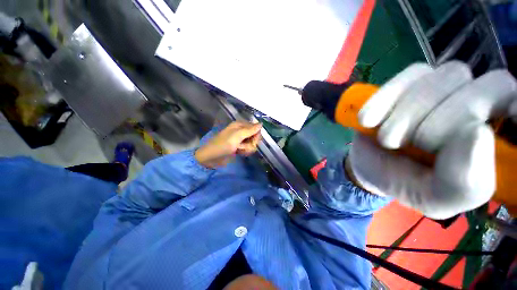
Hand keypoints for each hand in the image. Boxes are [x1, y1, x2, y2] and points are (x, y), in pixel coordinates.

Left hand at [195, 121, 261, 168]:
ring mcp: (241, 140)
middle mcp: (242, 131)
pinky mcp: (240, 148)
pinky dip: (245, 152)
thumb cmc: (223, 144)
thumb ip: (250, 130)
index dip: (256, 135)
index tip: (253, 141)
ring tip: (238, 150)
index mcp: (240, 125)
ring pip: (252, 144)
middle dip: (251, 143)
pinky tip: (239, 153)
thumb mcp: (237, 135)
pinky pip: (248, 149)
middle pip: (255, 137)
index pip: (256, 128)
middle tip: (242, 146)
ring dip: (247, 149)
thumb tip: (261, 124)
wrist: (211, 158)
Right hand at [349, 61, 516, 218]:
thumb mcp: (436, 198)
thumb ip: (464, 184)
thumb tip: (477, 133)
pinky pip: (407, 76)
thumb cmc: (407, 184)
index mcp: (496, 137)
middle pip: (490, 86)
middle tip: (412, 146)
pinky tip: (369, 120)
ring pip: (446, 77)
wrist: (369, 167)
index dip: (514, 111)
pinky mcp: (410, 80)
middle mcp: (479, 102)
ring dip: (408, 115)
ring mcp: (444, 86)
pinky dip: (384, 100)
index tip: (479, 133)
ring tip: (388, 140)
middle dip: (445, 123)